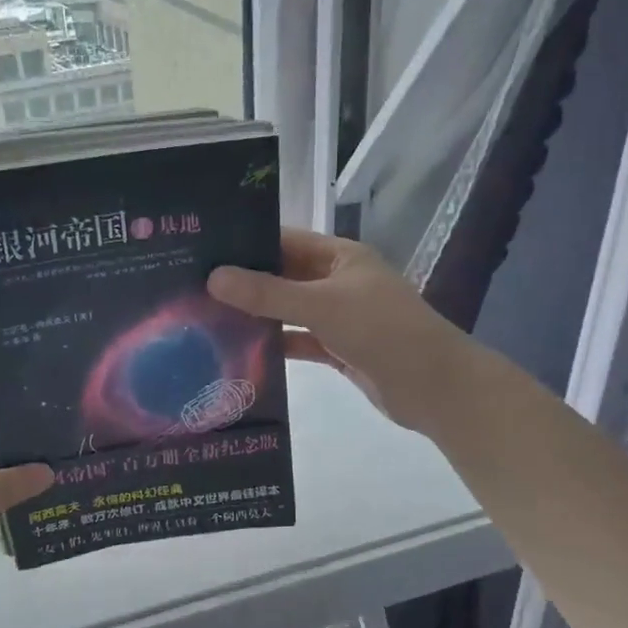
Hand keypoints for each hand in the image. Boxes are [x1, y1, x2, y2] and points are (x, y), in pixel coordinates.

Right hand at [209, 229, 471, 434]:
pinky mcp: (338, 349)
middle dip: (245, 282)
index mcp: (341, 256)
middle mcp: (338, 281)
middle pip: (284, 276)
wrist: (434, 387)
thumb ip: (268, 294)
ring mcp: (338, 317)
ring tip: (206, 317)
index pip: (286, 240)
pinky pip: (299, 341)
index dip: (247, 243)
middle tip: (193, 287)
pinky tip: (240, 351)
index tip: (202, 250)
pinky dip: (276, 345)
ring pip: (289, 311)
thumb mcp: (322, 305)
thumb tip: (213, 278)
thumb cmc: (382, 331)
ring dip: (257, 316)